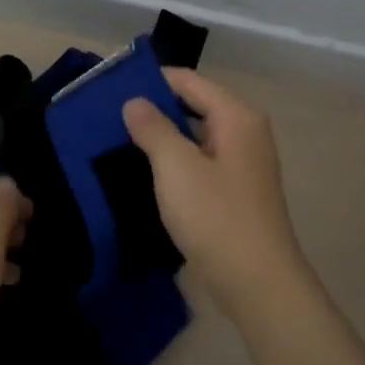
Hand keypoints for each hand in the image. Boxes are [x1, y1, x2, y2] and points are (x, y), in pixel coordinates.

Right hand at [123, 70, 312, 312]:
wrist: (256, 284)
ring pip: (194, 138)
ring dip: (161, 139)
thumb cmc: (216, 216)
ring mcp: (241, 166)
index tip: (112, 86)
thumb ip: (153, 128)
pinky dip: (173, 164)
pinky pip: (198, 165)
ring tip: (117, 141)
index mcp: (237, 117)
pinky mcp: (234, 194)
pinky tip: (143, 173)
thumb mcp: (176, 167)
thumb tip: (135, 102)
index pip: (189, 81)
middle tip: (108, 115)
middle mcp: (244, 134)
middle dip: (153, 109)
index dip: (152, 79)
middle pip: (194, 107)